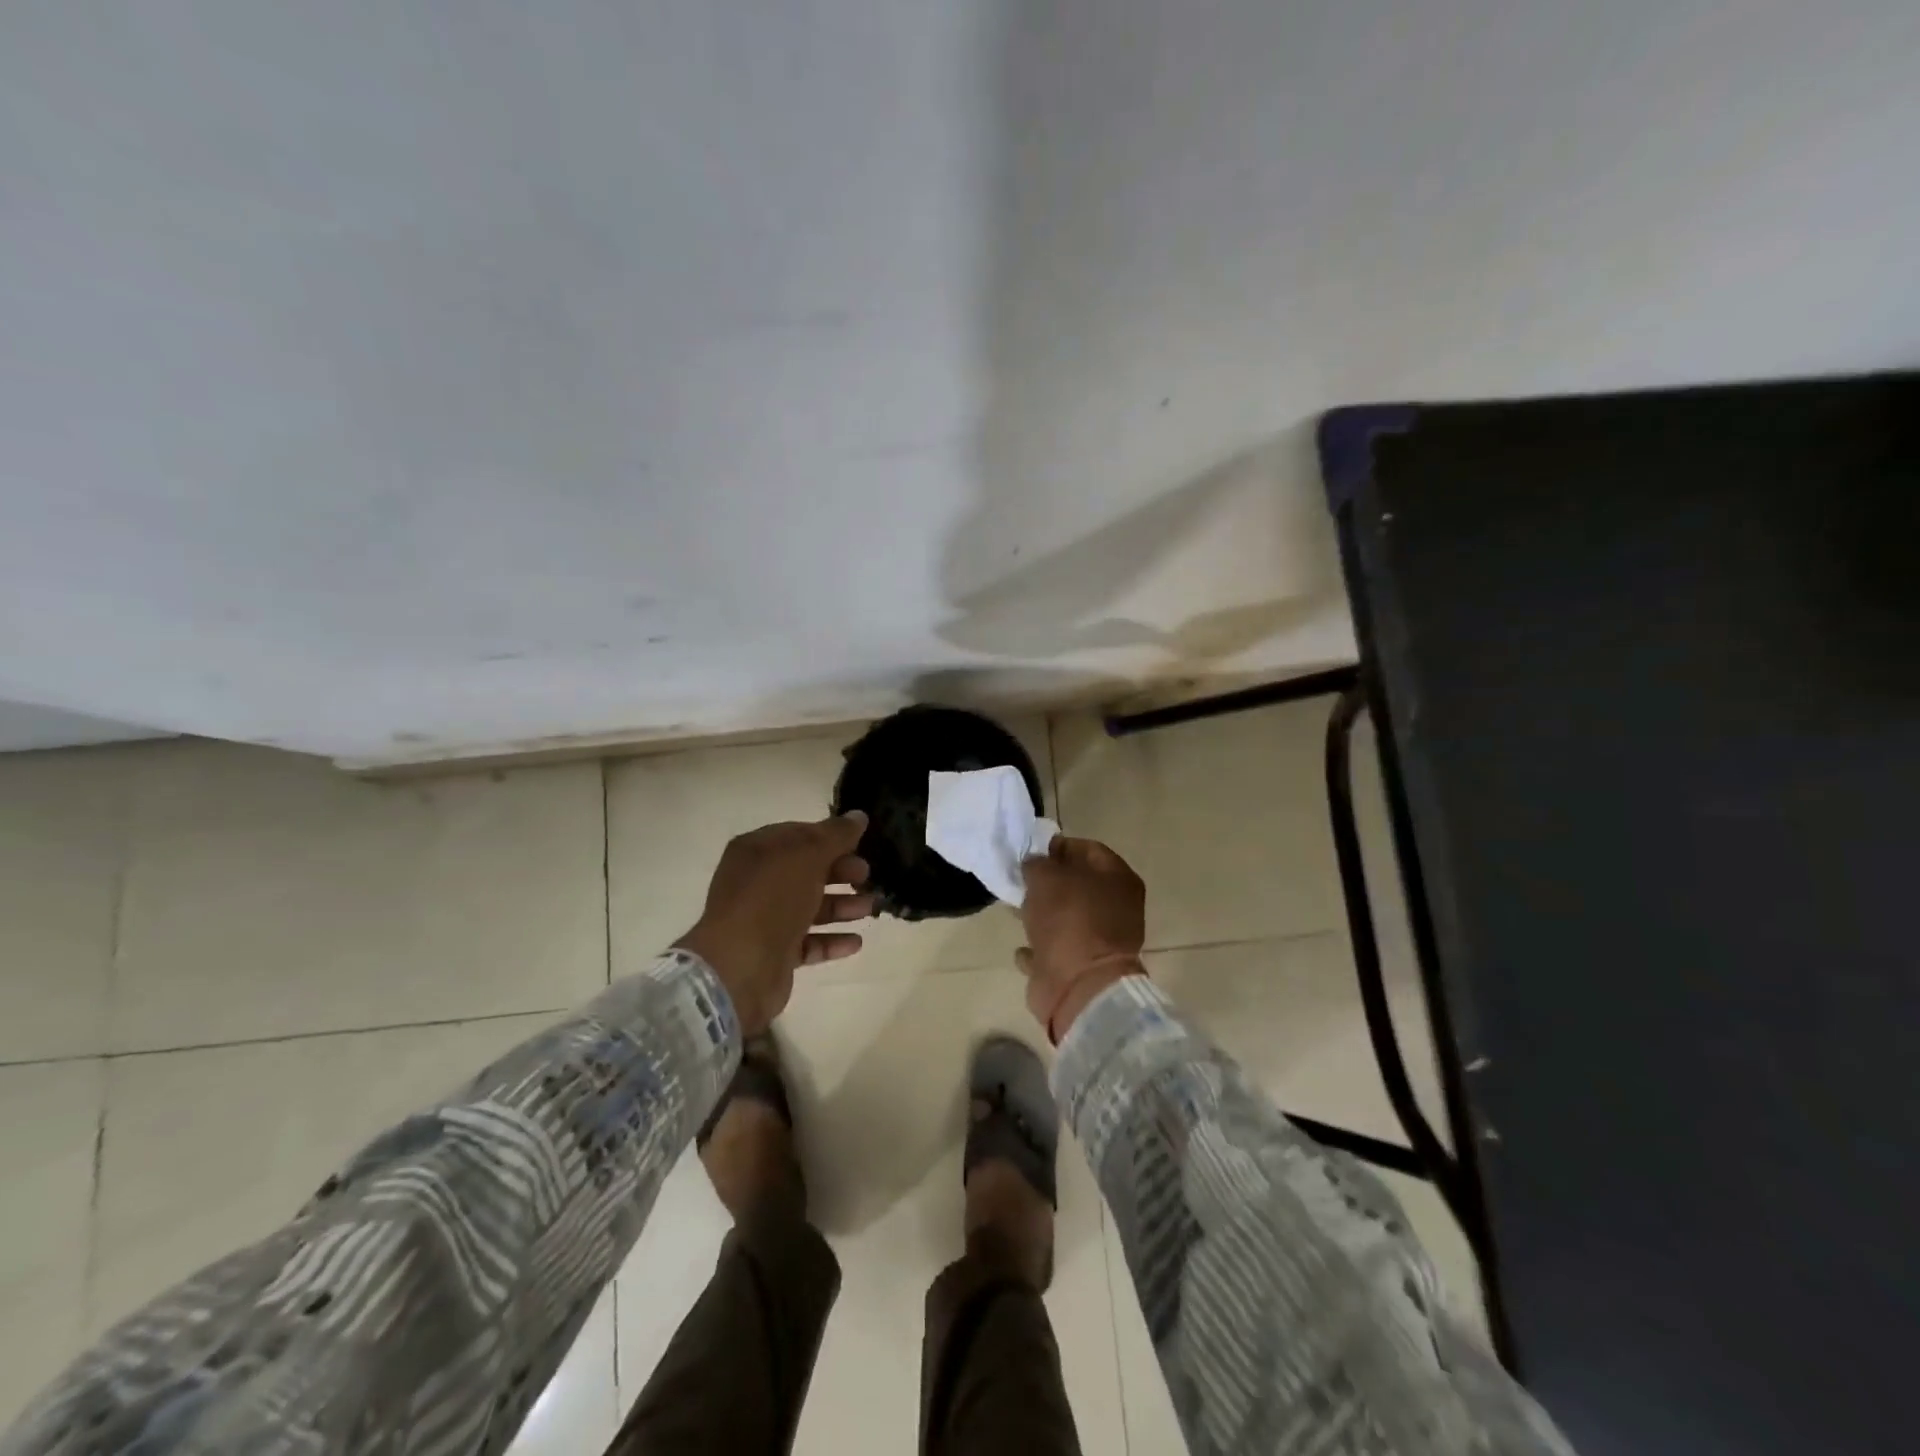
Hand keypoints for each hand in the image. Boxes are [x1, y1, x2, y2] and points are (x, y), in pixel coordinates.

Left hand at [675, 812, 873, 1035]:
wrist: (740, 968)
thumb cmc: (772, 899)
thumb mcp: (808, 856)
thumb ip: (836, 835)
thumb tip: (859, 816)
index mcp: (756, 851)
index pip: (798, 834)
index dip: (830, 837)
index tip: (860, 844)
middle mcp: (756, 882)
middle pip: (806, 871)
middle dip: (840, 872)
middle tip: (866, 876)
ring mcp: (763, 920)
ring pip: (809, 907)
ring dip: (841, 906)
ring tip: (869, 909)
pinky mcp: (773, 954)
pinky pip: (808, 942)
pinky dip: (832, 940)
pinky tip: (856, 942)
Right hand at [1016, 836, 1146, 1040]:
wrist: (1080, 987)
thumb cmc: (1069, 920)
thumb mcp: (1046, 877)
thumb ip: (1037, 863)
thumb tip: (1035, 864)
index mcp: (1118, 879)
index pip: (1089, 849)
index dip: (1059, 846)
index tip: (1031, 852)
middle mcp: (1116, 908)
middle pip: (1078, 885)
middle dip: (1048, 882)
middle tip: (1020, 880)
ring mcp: (1101, 941)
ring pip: (1066, 918)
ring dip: (1041, 914)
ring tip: (1014, 910)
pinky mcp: (1082, 968)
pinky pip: (1057, 951)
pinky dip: (1040, 948)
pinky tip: (1022, 948)